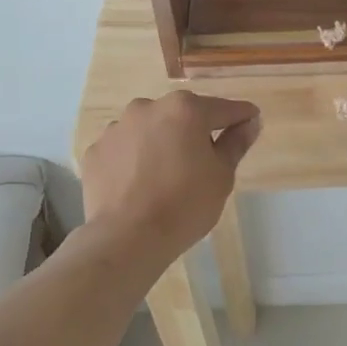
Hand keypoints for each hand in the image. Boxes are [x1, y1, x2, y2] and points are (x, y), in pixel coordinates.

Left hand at [81, 91, 260, 262]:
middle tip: (204, 161)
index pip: (223, 109)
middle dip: (195, 132)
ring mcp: (117, 128)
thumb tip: (250, 122)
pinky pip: (124, 150)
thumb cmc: (184, 205)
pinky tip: (139, 185)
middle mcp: (148, 108)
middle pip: (182, 115)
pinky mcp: (95, 151)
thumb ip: (236, 143)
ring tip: (166, 176)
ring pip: (150, 130)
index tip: (251, 124)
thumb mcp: (222, 175)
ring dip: (161, 143)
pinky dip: (134, 160)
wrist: (127, 238)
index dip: (241, 118)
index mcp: (185, 109)